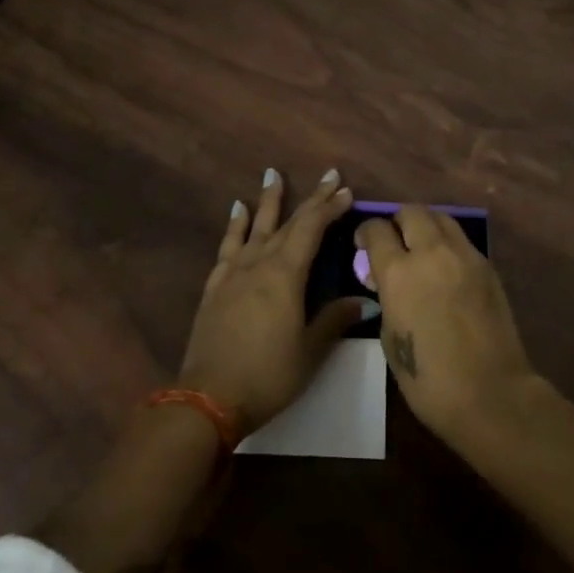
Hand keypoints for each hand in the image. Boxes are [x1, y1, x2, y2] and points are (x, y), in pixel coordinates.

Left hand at [178, 167, 365, 435]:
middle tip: (328, 176)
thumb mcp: (310, 351)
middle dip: (311, 199)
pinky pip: (228, 245)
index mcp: (285, 274)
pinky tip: (238, 211)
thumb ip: (334, 319)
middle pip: (288, 223)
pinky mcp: (215, 286)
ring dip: (267, 200)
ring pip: (255, 226)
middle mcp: (259, 263)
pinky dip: (235, 225)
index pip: (311, 229)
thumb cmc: (268, 374)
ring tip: (272, 174)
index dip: (330, 208)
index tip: (346, 190)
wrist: (208, 398)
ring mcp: (233, 273)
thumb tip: (365, 300)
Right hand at [357, 205, 536, 443]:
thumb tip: (386, 283)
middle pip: (410, 212)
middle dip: (397, 222)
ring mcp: (464, 255)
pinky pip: (461, 240)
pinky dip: (447, 244)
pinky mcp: (487, 265)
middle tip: (394, 243)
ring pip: (440, 217)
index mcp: (399, 272)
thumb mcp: (390, 338)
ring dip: (425, 226)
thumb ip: (386, 299)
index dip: (365, 234)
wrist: (491, 394)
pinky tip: (445, 268)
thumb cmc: (429, 380)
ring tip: (421, 249)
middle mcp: (431, 252)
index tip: (363, 246)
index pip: (376, 230)